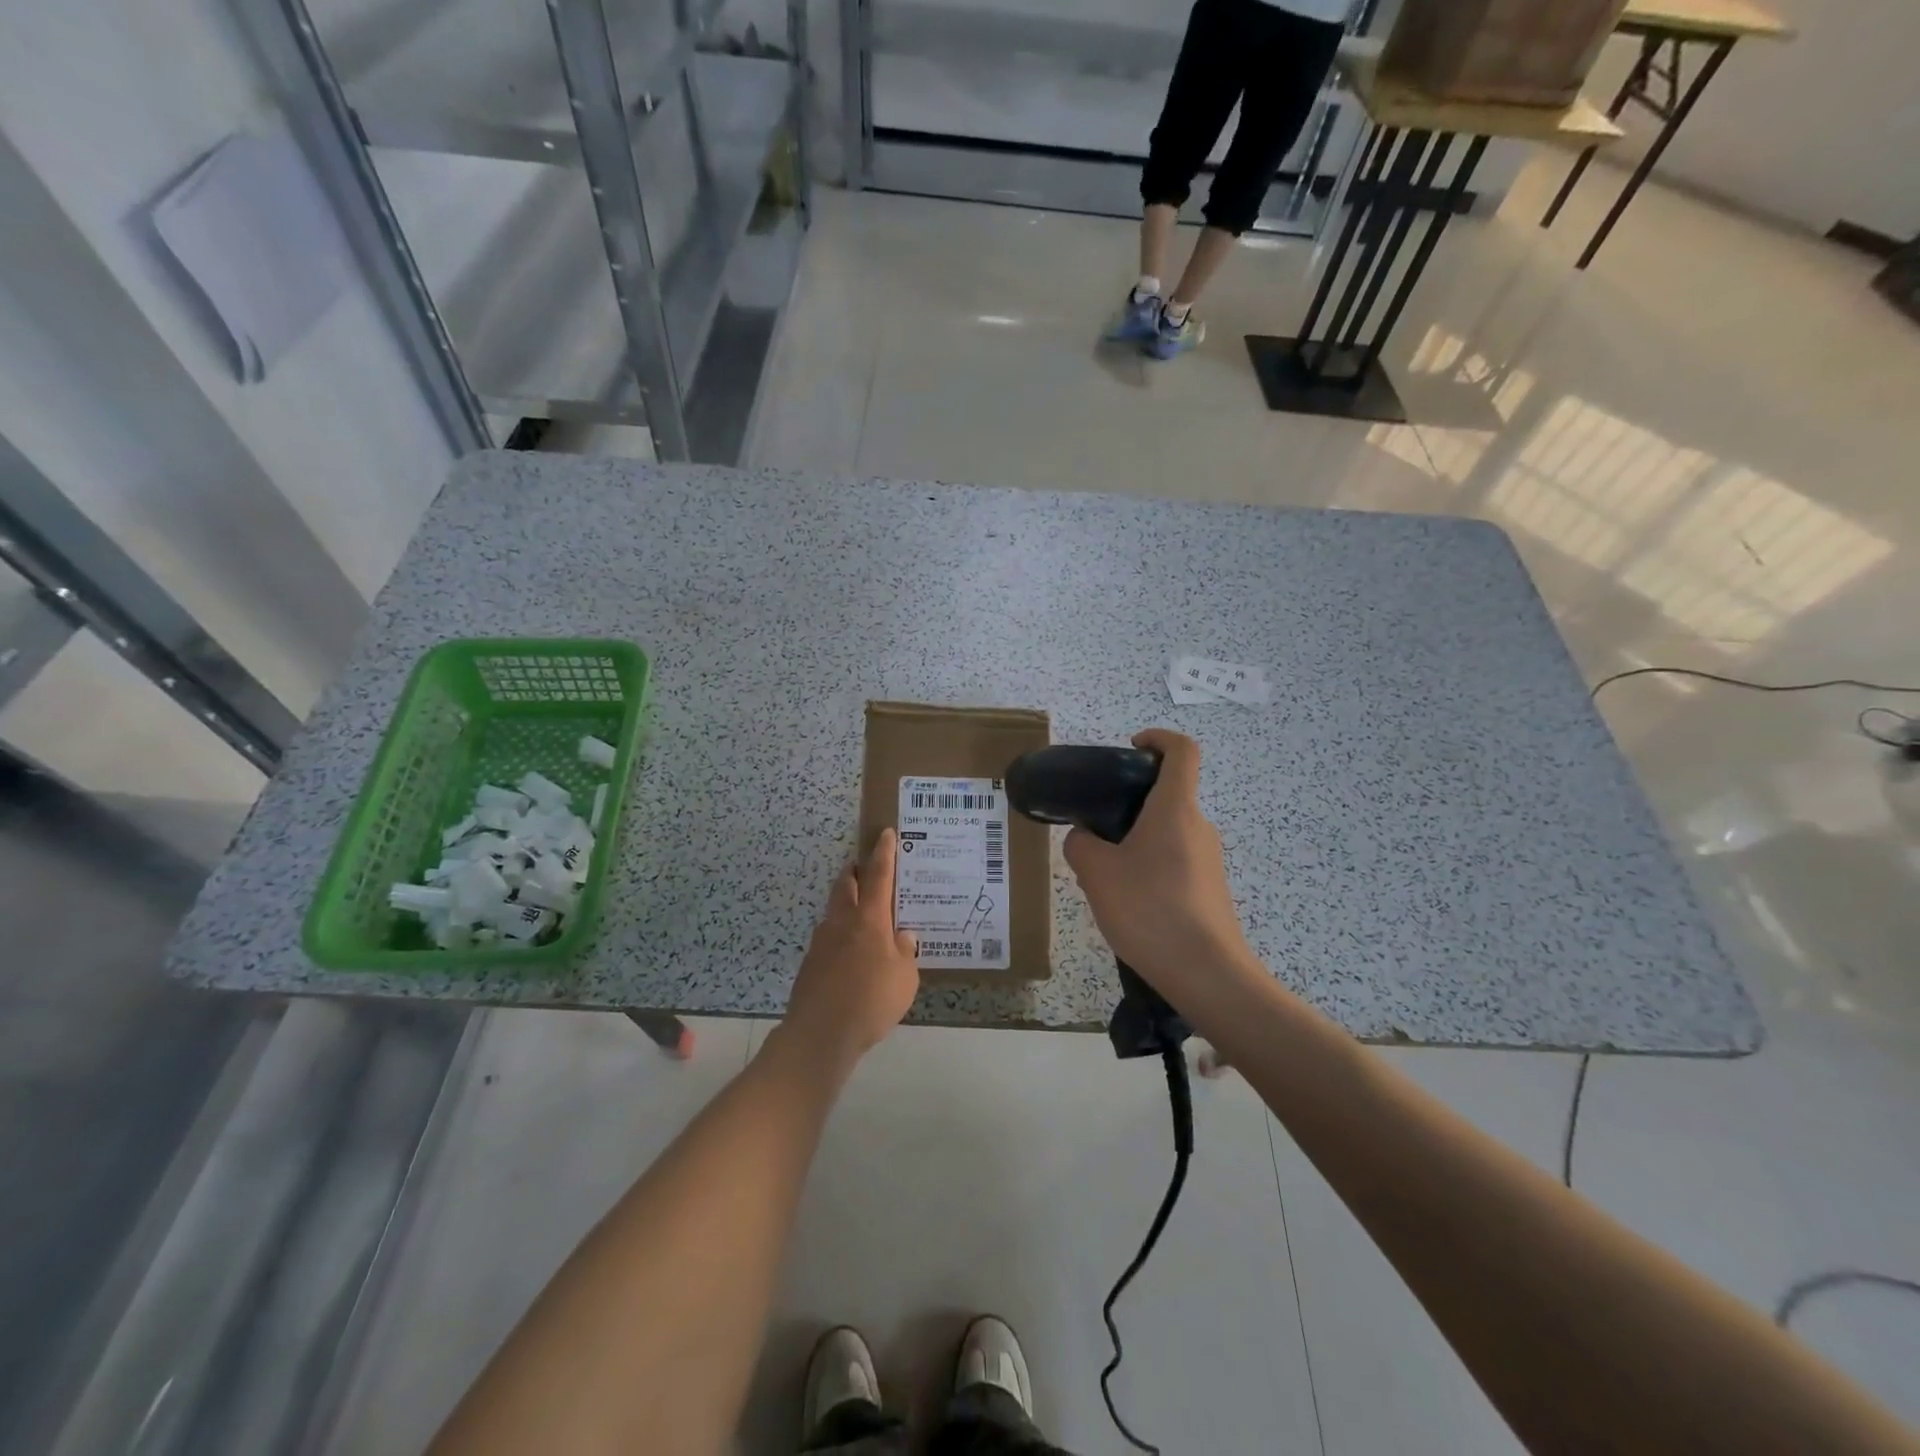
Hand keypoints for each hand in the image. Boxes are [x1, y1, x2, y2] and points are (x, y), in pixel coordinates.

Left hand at [782, 828, 920, 1067]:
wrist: (820, 1033)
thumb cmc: (871, 1000)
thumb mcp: (905, 978)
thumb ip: (905, 953)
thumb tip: (903, 936)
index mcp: (869, 919)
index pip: (879, 875)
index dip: (884, 853)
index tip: (885, 834)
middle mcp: (843, 922)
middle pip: (846, 885)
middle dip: (856, 872)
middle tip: (866, 868)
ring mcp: (822, 941)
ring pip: (835, 910)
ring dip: (846, 903)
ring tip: (863, 914)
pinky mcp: (811, 963)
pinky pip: (829, 937)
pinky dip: (841, 934)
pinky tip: (851, 954)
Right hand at [1063, 729, 1253, 1002]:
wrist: (1206, 974)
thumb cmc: (1150, 909)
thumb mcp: (1097, 873)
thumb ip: (1081, 845)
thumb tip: (1084, 838)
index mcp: (1175, 809)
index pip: (1181, 751)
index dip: (1158, 738)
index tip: (1130, 748)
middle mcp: (1199, 826)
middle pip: (1169, 795)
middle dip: (1131, 802)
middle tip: (1096, 827)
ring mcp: (1209, 860)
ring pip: (1168, 832)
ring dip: (1136, 839)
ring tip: (1104, 873)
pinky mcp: (1210, 889)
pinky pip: (1175, 861)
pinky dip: (1149, 866)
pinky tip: (1128, 901)